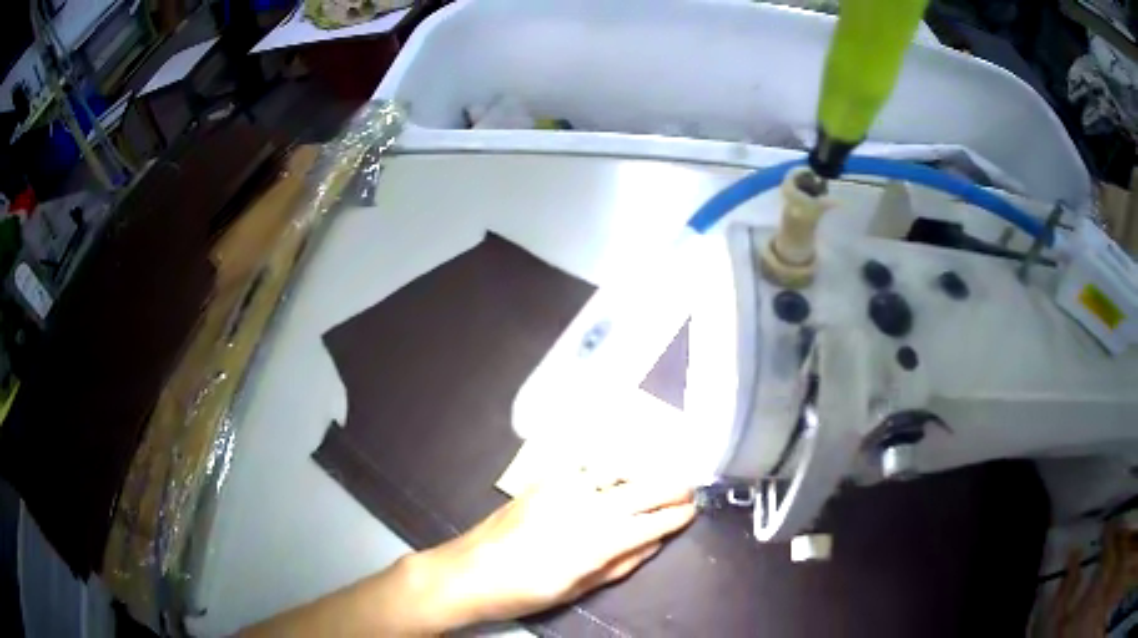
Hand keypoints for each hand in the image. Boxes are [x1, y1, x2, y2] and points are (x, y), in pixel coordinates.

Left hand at [415, 473, 696, 627]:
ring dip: (644, 472)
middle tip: (690, 488)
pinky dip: (610, 467)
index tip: (692, 511)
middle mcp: (581, 508)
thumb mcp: (576, 589)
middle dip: (670, 487)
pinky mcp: (542, 480)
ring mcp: (559, 489)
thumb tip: (654, 543)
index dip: (674, 517)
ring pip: (616, 471)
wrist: (468, 571)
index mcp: (591, 544)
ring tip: (662, 477)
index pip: (647, 524)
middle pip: (639, 491)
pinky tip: (619, 472)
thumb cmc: (524, 591)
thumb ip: (620, 565)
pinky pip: (586, 465)